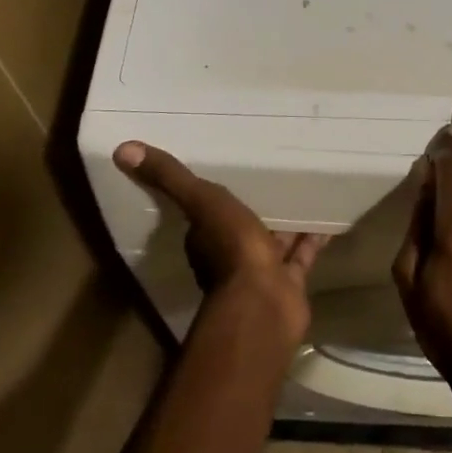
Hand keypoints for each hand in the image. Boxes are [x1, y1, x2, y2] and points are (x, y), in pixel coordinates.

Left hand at [114, 142, 326, 336]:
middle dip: (255, 204)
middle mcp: (232, 253)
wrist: (264, 303)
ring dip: (286, 219)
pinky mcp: (290, 279)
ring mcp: (263, 269)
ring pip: (275, 237)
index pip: (207, 212)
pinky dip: (314, 237)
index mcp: (207, 237)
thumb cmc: (230, 249)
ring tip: (305, 187)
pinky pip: (303, 252)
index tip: (228, 170)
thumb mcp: (201, 202)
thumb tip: (122, 149)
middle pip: (243, 223)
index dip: (212, 194)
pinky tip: (330, 217)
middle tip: (272, 173)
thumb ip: (169, 178)